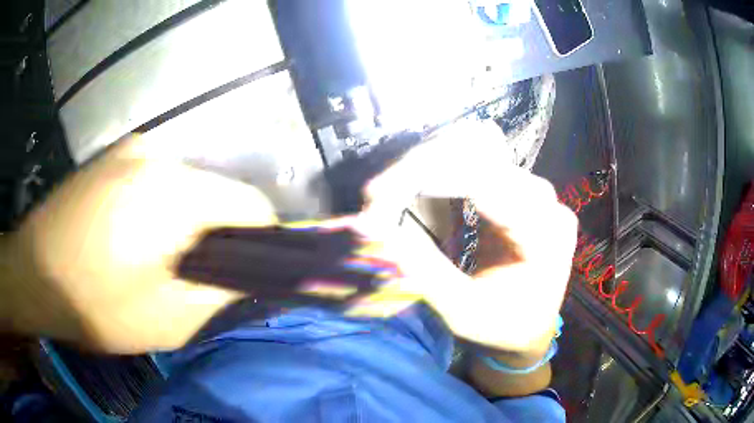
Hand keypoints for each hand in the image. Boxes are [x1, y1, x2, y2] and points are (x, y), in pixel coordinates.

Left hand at [6, 135, 277, 352]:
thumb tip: (253, 277)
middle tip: (196, 271)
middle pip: (217, 191)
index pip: (250, 203)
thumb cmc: (95, 303)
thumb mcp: (168, 320)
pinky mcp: (114, 154)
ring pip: (187, 183)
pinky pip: (158, 177)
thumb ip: (222, 295)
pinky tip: (136, 233)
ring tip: (162, 253)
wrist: (33, 274)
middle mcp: (159, 155)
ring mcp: (133, 148)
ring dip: (187, 218)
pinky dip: (162, 204)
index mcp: (174, 192)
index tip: (248, 270)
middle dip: (218, 232)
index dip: (261, 239)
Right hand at [351, 122, 577, 354]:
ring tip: (393, 193)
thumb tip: (373, 226)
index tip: (375, 194)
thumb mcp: (463, 311)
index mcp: (544, 232)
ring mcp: (532, 188)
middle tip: (376, 199)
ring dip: (426, 164)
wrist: (531, 326)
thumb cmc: (504, 327)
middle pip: (476, 153)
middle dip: (418, 168)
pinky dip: (440, 169)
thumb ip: (422, 269)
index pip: (482, 178)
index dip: (423, 175)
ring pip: (474, 147)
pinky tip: (418, 190)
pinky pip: (476, 159)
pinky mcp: (517, 187)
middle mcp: (544, 199)